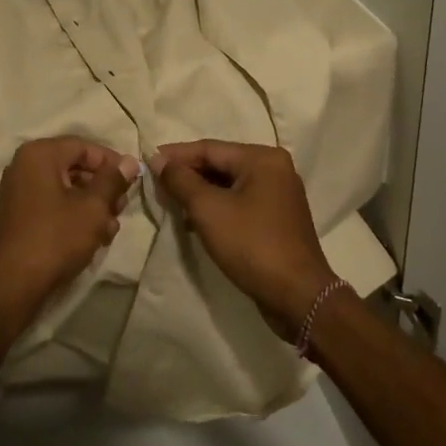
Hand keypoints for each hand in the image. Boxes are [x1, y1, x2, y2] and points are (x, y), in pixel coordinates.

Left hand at [0, 136, 137, 360]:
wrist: (11, 286)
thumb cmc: (55, 238)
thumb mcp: (92, 208)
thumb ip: (112, 180)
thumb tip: (130, 161)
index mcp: (40, 154)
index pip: (84, 146)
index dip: (111, 162)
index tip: (132, 181)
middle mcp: (25, 166)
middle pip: (75, 167)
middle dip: (102, 188)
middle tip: (121, 208)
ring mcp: (20, 192)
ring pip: (67, 189)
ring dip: (92, 206)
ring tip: (110, 230)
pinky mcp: (20, 216)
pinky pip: (54, 205)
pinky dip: (74, 216)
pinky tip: (94, 238)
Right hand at [153, 140, 339, 337]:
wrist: (298, 297)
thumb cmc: (252, 245)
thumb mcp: (208, 210)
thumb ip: (180, 180)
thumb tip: (157, 159)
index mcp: (262, 158)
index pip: (209, 148)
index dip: (176, 155)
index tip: (147, 162)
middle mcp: (275, 168)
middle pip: (220, 164)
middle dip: (187, 175)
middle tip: (156, 184)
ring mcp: (279, 193)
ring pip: (229, 184)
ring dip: (200, 193)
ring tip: (172, 204)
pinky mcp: (278, 217)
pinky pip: (240, 201)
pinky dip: (217, 207)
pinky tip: (196, 222)